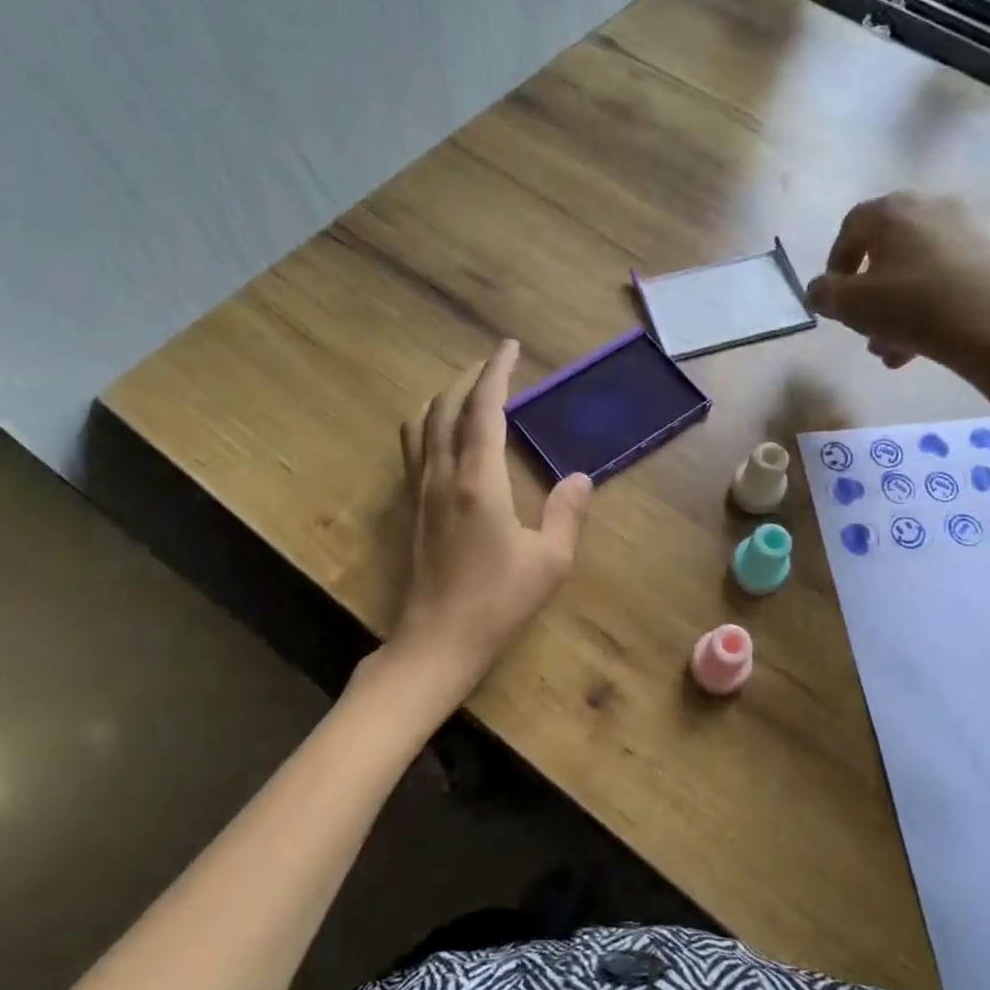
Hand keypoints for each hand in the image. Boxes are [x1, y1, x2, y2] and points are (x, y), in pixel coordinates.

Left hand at [395, 340, 592, 693]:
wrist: (437, 642)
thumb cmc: (498, 602)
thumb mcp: (550, 561)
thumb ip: (567, 513)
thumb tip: (579, 478)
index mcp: (478, 480)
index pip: (484, 409)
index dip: (496, 372)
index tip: (508, 347)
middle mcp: (442, 475)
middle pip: (446, 406)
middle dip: (469, 377)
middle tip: (494, 365)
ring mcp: (420, 491)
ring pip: (421, 424)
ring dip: (444, 398)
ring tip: (468, 394)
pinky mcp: (410, 509)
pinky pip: (413, 449)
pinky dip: (429, 425)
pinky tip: (444, 437)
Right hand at [805, 193, 989, 386]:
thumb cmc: (910, 306)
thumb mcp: (850, 305)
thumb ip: (824, 294)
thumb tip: (818, 290)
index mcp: (892, 211)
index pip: (851, 227)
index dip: (835, 263)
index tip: (833, 297)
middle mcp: (927, 208)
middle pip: (884, 250)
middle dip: (867, 293)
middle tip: (861, 325)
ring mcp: (962, 231)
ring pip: (911, 270)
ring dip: (892, 308)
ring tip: (886, 348)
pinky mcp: (985, 258)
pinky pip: (939, 279)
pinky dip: (922, 306)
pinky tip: (914, 346)